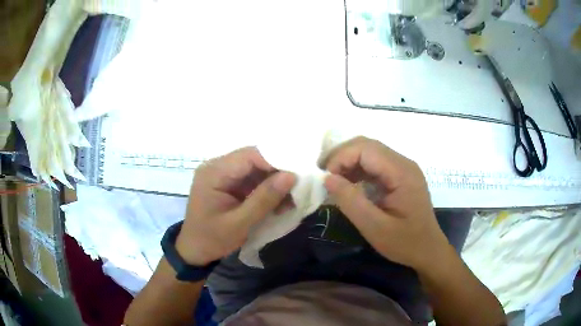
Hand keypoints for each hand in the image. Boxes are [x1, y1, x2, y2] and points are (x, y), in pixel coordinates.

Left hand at [175, 147, 295, 265]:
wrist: (194, 250)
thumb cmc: (212, 239)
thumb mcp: (239, 223)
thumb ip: (264, 199)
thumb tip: (291, 176)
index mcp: (214, 172)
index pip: (250, 155)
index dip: (276, 161)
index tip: (298, 176)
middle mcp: (217, 167)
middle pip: (254, 160)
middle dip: (277, 173)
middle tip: (299, 188)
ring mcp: (223, 175)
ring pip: (256, 170)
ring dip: (274, 183)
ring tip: (292, 199)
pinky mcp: (229, 184)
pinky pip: (252, 180)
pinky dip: (267, 191)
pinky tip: (280, 203)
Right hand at [322, 137, 449, 269]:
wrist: (428, 250)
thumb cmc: (405, 243)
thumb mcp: (375, 228)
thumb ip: (351, 202)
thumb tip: (327, 178)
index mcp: (402, 172)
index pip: (366, 149)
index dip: (341, 157)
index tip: (325, 178)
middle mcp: (404, 163)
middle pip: (367, 145)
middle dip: (341, 156)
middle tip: (324, 176)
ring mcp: (403, 168)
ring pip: (369, 152)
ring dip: (348, 162)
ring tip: (332, 181)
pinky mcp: (400, 176)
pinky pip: (375, 164)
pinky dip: (357, 170)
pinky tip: (348, 185)